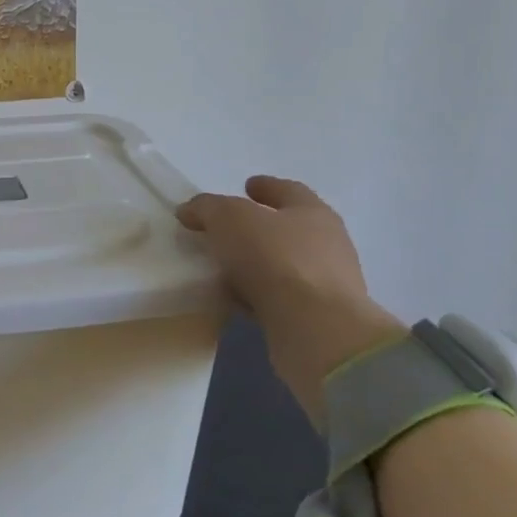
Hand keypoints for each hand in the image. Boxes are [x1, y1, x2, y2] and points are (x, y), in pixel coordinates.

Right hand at [176, 176, 404, 421]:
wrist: (315, 330)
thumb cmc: (275, 258)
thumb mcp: (228, 218)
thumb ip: (206, 208)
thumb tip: (190, 211)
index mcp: (312, 212)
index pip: (288, 190)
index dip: (266, 186)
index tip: (245, 186)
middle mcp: (326, 244)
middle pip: (288, 227)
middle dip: (258, 226)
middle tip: (225, 228)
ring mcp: (325, 284)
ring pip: (282, 264)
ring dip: (255, 263)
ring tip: (222, 265)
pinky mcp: (316, 318)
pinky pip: (277, 297)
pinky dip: (256, 293)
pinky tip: (233, 296)